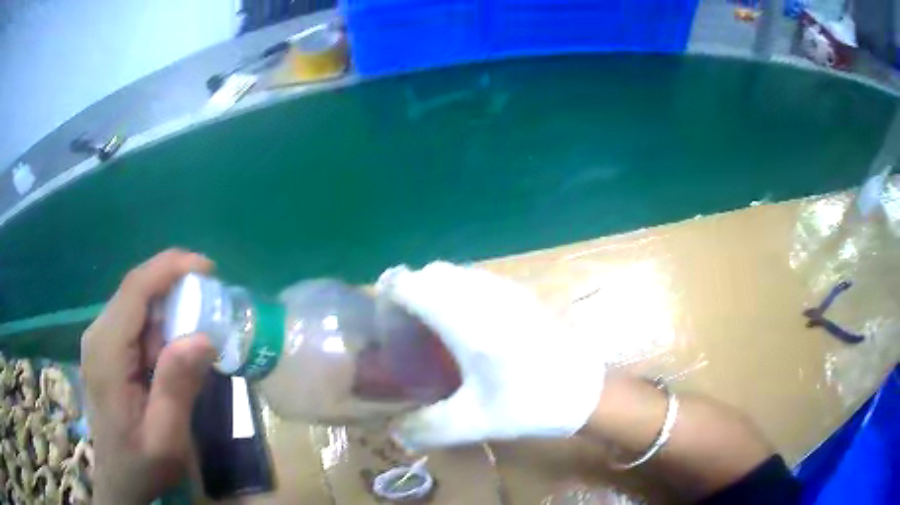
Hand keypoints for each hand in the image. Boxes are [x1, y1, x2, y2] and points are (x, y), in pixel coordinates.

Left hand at [81, 249, 215, 504]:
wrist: (119, 481)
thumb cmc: (141, 463)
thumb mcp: (166, 437)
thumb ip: (177, 387)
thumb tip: (203, 337)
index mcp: (107, 351)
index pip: (135, 289)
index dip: (170, 268)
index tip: (208, 267)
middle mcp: (98, 335)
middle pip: (136, 293)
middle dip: (174, 290)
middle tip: (211, 307)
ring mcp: (99, 342)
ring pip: (136, 307)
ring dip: (168, 314)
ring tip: (195, 340)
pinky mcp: (106, 351)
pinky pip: (134, 325)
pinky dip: (158, 329)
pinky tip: (171, 356)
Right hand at [378, 262, 605, 449]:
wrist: (585, 391)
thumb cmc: (529, 403)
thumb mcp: (474, 423)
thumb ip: (427, 428)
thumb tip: (395, 431)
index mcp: (465, 319)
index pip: (411, 283)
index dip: (389, 296)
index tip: (384, 324)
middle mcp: (482, 294)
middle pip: (431, 273)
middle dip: (410, 294)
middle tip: (407, 332)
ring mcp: (505, 290)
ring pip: (455, 273)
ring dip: (436, 291)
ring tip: (433, 329)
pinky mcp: (521, 295)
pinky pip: (477, 280)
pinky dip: (459, 293)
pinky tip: (468, 329)